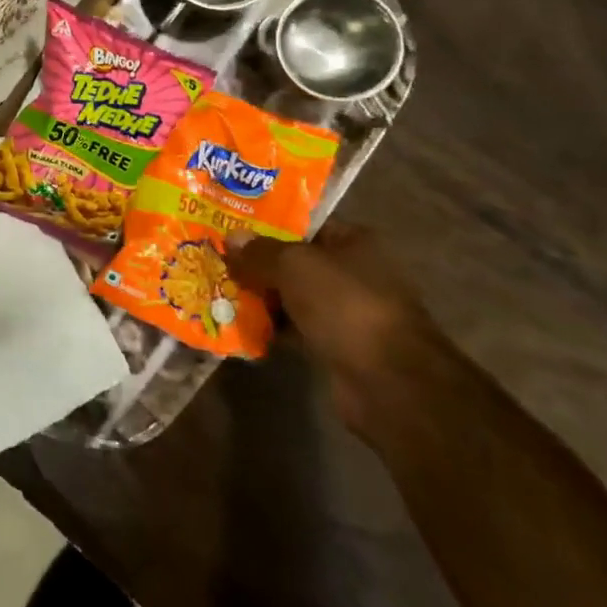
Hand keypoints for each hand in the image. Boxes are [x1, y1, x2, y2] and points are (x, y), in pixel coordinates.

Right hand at [229, 225, 441, 436]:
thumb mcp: (293, 264)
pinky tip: (240, 325)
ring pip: (293, 296)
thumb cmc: (345, 305)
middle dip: (258, 262)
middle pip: (295, 261)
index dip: (267, 223)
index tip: (230, 225)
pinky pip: (296, 329)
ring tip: (219, 290)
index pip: (304, 224)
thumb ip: (259, 251)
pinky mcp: (338, 347)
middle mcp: (354, 273)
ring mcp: (348, 313)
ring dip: (262, 297)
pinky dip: (272, 328)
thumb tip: (231, 238)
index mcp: (355, 242)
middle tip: (217, 258)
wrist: (389, 383)